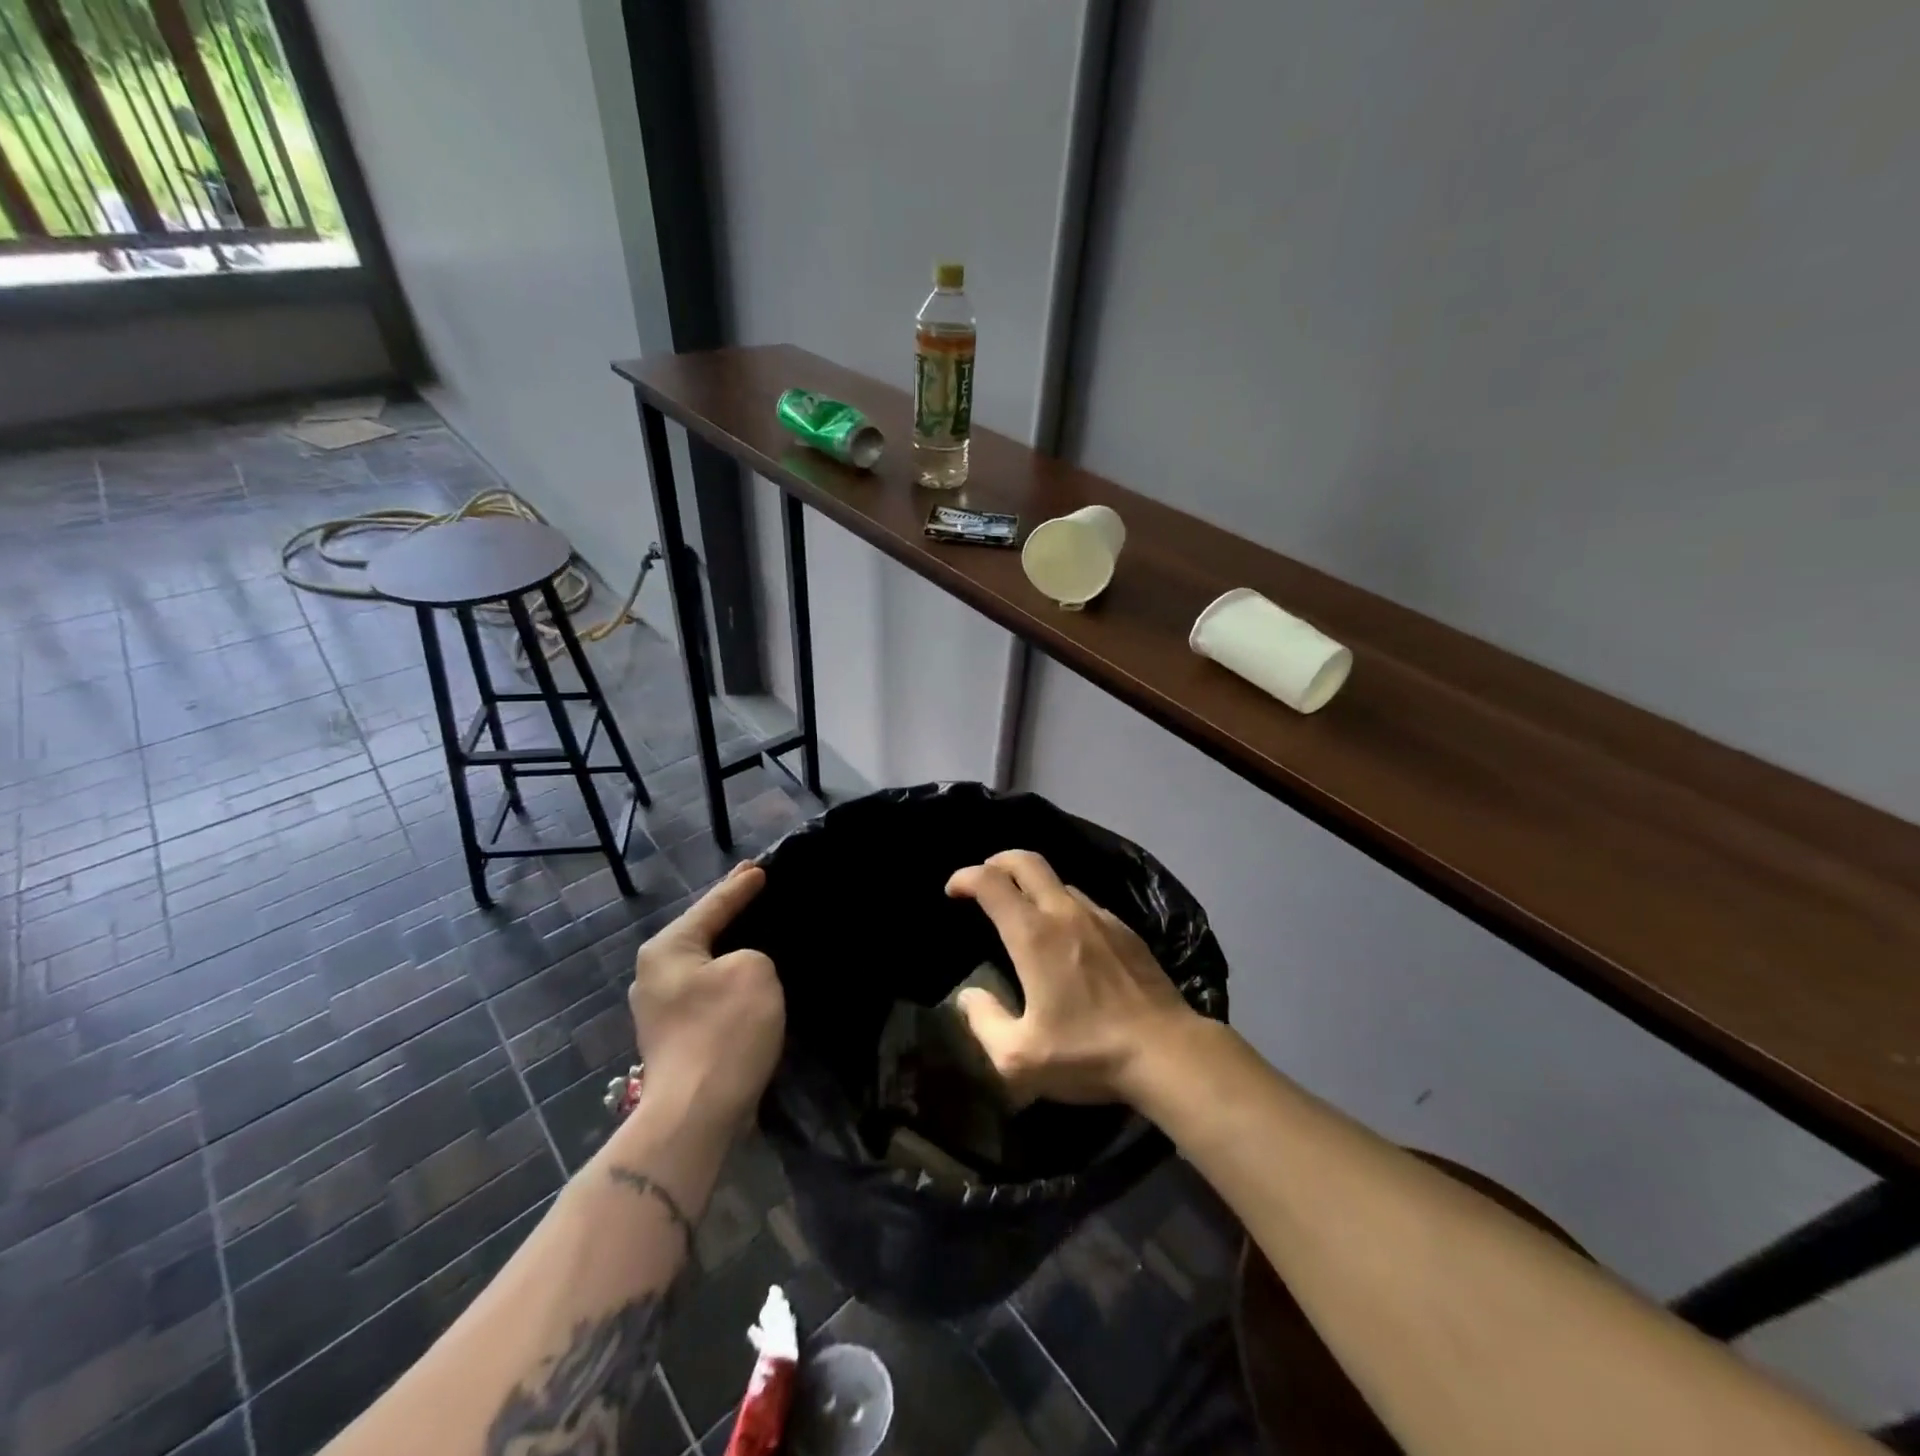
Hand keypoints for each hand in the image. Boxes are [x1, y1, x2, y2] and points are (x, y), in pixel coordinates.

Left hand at [629, 863, 783, 1128]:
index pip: (712, 906)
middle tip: (757, 891)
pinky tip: (747, 980)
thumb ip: (751, 954)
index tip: (761, 868)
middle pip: (701, 933)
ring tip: (756, 933)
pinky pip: (706, 992)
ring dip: (729, 951)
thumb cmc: (724, 1030)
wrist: (696, 1114)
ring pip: (704, 965)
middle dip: (730, 914)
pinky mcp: (674, 1037)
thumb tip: (738, 971)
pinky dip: (727, 981)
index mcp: (667, 949)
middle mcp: (654, 974)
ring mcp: (659, 1009)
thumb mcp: (754, 970)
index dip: (740, 886)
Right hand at [945, 850, 1195, 1106]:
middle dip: (998, 860)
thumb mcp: (1019, 1057)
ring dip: (1033, 885)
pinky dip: (1063, 905)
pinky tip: (1067, 937)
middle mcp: (1065, 913)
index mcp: (1033, 935)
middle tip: (983, 877)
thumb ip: (984, 1022)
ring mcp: (1101, 918)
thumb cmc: (1088, 1053)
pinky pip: (1086, 903)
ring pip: (1059, 881)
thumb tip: (969, 997)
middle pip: (1027, 861)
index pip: (991, 883)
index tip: (953, 890)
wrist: (1167, 1052)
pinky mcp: (1127, 931)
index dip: (965, 877)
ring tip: (1023, 911)